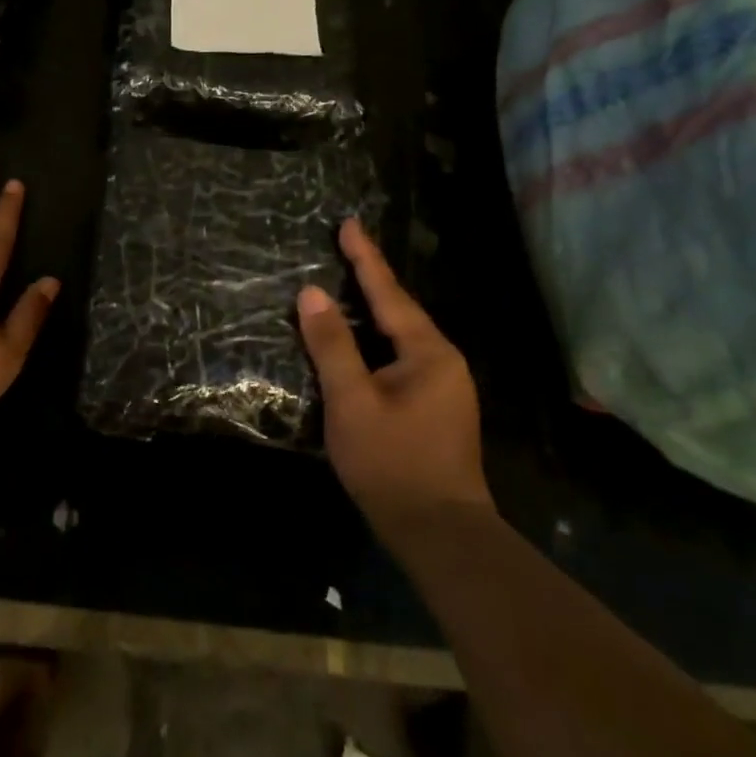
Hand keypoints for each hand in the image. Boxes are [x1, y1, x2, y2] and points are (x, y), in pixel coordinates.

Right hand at [297, 218, 489, 546]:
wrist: (438, 532)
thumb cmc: (392, 462)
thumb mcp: (352, 401)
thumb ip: (332, 345)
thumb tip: (312, 293)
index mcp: (428, 353)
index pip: (389, 294)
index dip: (365, 258)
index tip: (348, 224)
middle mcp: (443, 362)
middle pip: (399, 311)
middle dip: (370, 280)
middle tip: (344, 248)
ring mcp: (443, 388)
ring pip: (400, 337)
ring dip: (374, 311)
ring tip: (348, 286)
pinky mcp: (435, 409)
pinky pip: (401, 358)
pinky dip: (377, 341)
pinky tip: (361, 344)